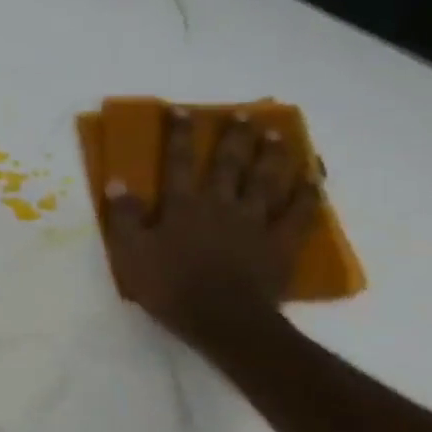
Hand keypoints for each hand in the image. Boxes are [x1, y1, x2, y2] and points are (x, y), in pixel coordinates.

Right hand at [102, 109, 320, 350]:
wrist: (224, 320)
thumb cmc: (171, 287)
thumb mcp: (132, 253)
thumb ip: (125, 217)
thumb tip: (117, 182)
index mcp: (183, 205)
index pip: (178, 162)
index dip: (179, 135)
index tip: (182, 111)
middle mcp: (221, 204)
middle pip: (229, 164)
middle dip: (234, 137)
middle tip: (244, 115)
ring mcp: (254, 222)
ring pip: (266, 181)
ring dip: (272, 156)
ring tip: (278, 135)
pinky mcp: (280, 244)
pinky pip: (298, 215)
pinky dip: (307, 196)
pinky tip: (314, 180)